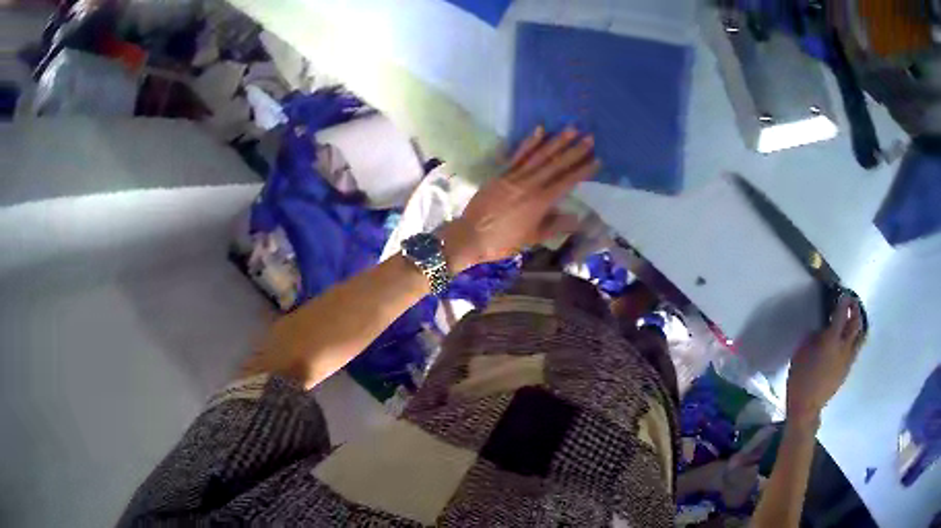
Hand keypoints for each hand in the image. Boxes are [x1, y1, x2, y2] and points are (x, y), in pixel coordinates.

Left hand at [441, 126, 599, 271]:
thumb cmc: (502, 242)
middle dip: (574, 151)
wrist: (470, 236)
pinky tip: (539, 130)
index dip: (582, 170)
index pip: (566, 182)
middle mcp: (530, 185)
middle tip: (590, 138)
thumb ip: (554, 225)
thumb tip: (577, 218)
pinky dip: (529, 142)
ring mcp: (514, 176)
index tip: (596, 159)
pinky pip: (518, 154)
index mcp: (540, 202)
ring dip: (556, 141)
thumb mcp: (531, 238)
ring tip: (571, 129)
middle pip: (556, 165)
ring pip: (539, 156)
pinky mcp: (501, 173)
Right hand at [786, 295, 865, 424]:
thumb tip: (821, 330)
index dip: (843, 301)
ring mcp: (848, 359)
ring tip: (854, 319)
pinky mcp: (847, 369)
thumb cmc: (800, 378)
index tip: (842, 293)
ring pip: (860, 337)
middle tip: (851, 302)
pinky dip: (854, 340)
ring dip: (858, 324)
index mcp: (831, 340)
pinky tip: (848, 341)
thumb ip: (813, 337)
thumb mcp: (801, 353)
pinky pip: (855, 349)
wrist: (807, 407)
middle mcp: (844, 347)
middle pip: (856, 323)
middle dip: (855, 310)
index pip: (841, 313)